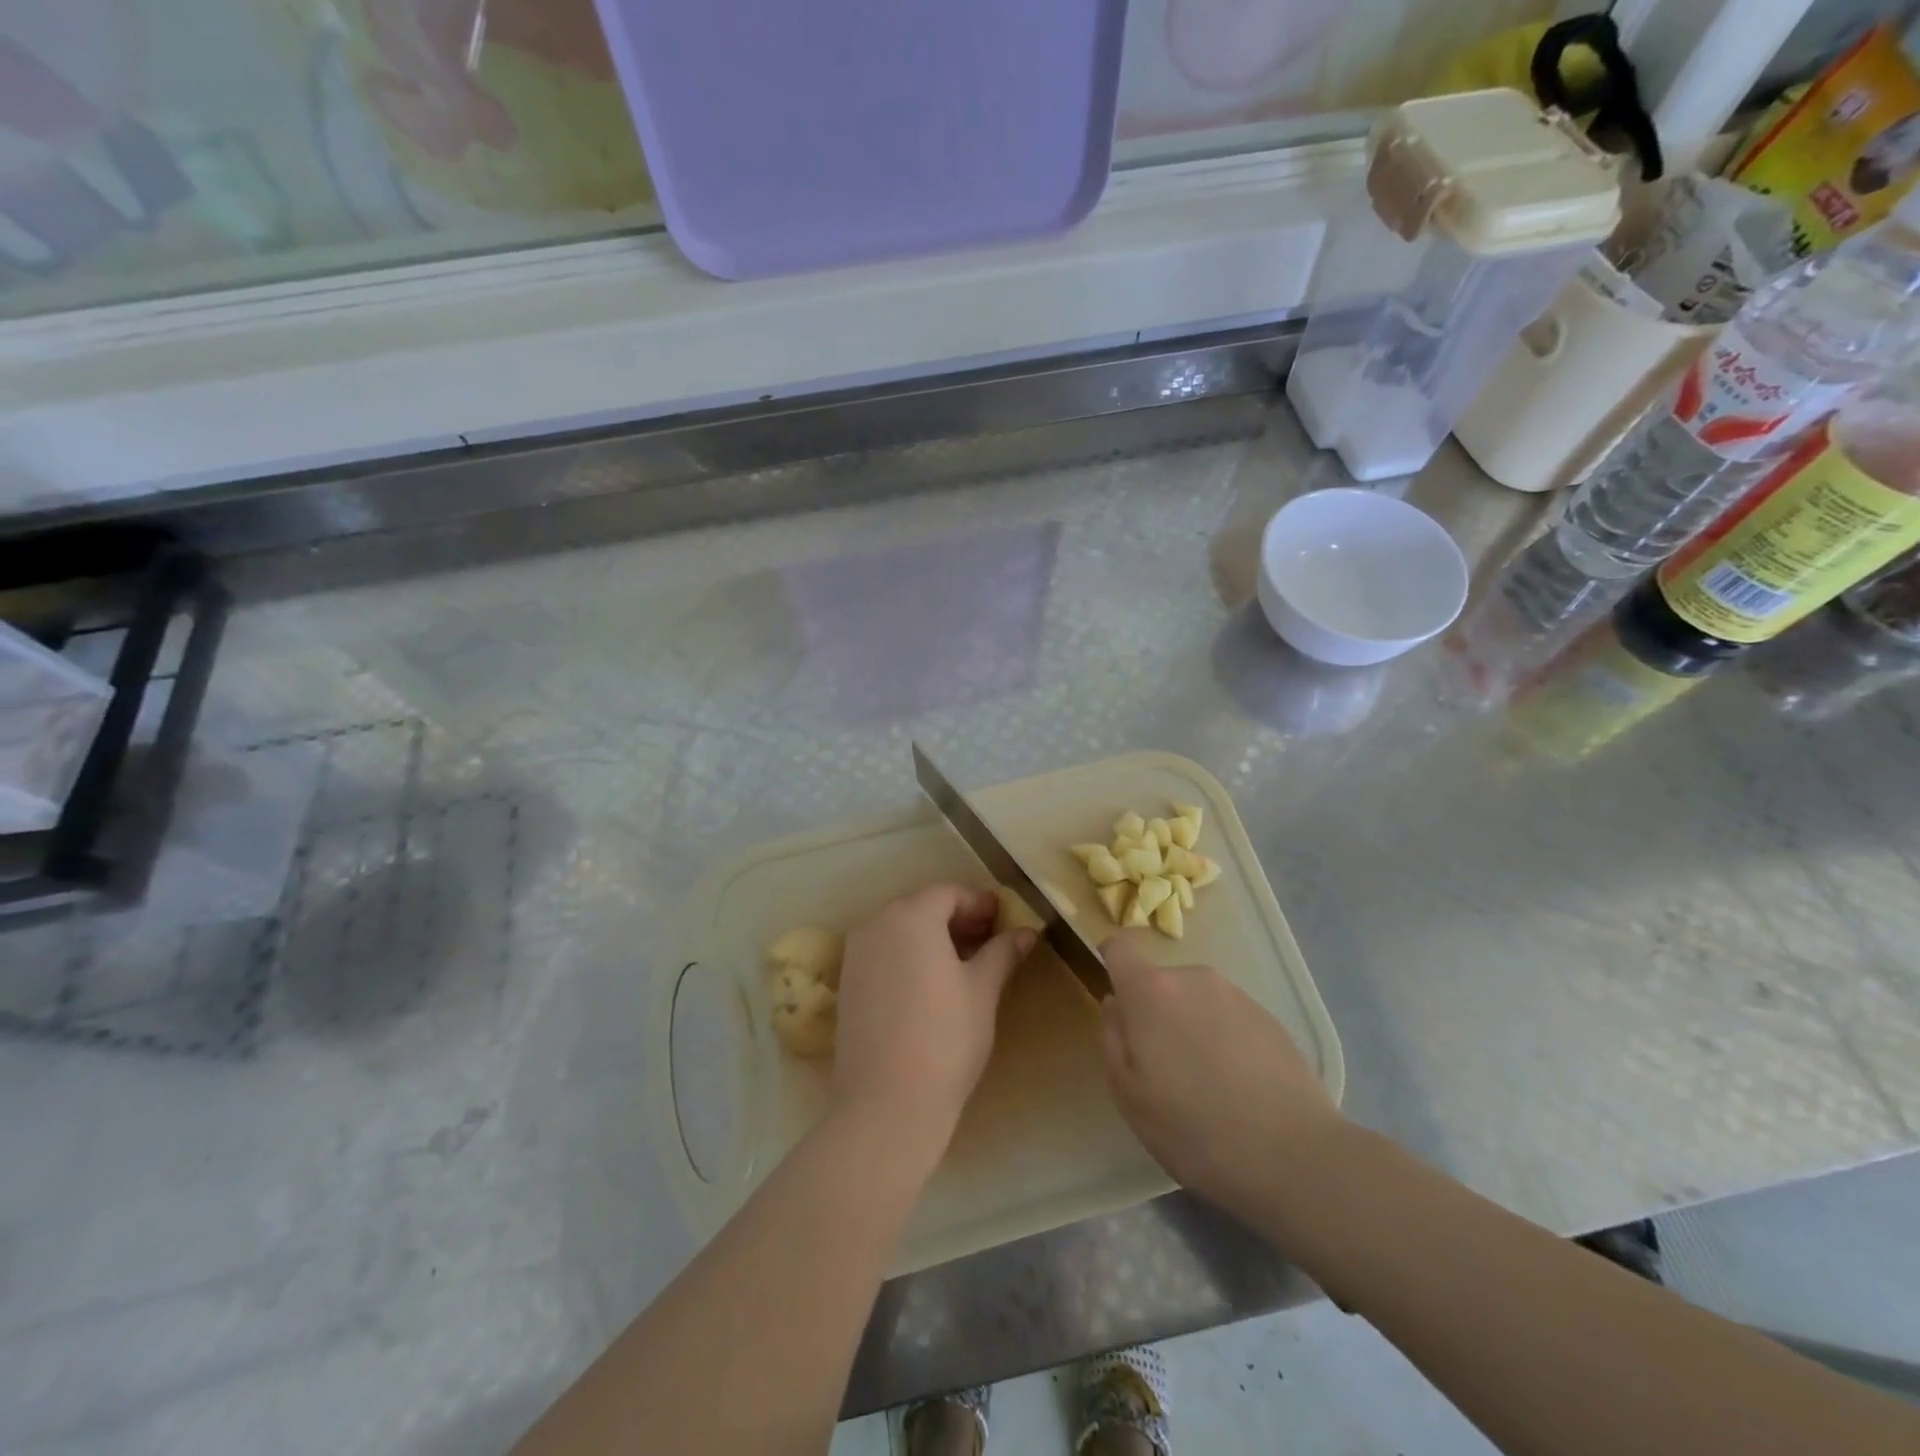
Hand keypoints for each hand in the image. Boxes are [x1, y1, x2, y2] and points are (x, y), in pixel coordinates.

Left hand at [833, 885, 1035, 1148]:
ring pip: (900, 931)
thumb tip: (1025, 932)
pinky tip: (931, 983)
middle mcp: (876, 925)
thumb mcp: (982, 990)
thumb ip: (1002, 953)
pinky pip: (884, 954)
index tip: (1003, 918)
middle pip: (921, 908)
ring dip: (932, 937)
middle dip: (957, 918)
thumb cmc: (945, 1036)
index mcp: (910, 916)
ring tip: (964, 962)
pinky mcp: (847, 984)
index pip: (948, 894)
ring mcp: (856, 955)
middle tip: (989, 938)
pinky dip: (909, 956)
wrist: (887, 1102)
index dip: (979, 903)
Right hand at [1099, 934, 1343, 1223]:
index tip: (1116, 1001)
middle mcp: (1193, 978)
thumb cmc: (1194, 1129)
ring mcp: (1236, 995)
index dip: (1110, 963)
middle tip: (1164, 1070)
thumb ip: (1113, 1039)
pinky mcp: (1270, 1018)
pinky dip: (1224, 1041)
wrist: (1294, 1157)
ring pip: (1196, 1001)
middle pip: (1160, 983)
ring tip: (1207, 1086)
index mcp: (1151, 991)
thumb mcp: (1129, 1095)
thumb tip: (1116, 1004)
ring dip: (1191, 1028)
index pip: (1119, 947)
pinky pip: (1229, 1018)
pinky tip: (1239, 1089)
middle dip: (1155, 1014)